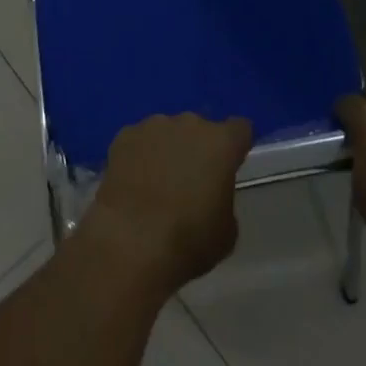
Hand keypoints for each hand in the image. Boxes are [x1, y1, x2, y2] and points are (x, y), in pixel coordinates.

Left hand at [79, 113, 253, 292]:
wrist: (131, 242)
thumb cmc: (188, 240)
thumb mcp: (226, 232)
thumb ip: (224, 200)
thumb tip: (211, 195)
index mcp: (221, 143)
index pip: (240, 129)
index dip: (236, 146)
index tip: (230, 165)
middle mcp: (189, 124)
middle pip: (200, 129)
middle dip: (198, 149)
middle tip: (190, 182)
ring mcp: (154, 126)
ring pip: (167, 132)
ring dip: (167, 150)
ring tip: (156, 184)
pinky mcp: (125, 135)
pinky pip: (139, 141)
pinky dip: (139, 156)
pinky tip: (132, 184)